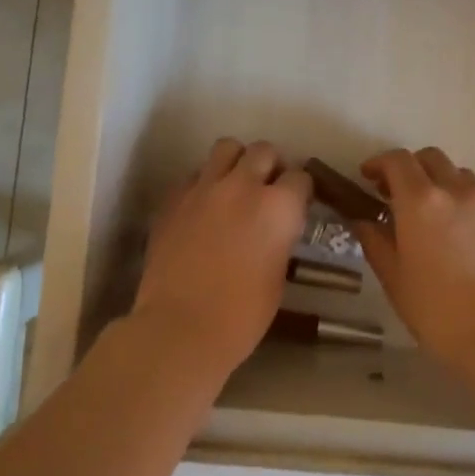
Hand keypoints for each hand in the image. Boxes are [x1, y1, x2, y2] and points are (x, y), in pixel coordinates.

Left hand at [132, 138, 311, 379]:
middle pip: (263, 151)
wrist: (181, 327)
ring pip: (226, 148)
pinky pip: (194, 175)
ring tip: (234, 186)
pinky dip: (204, 184)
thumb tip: (275, 228)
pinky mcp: (174, 198)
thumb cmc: (242, 314)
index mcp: (279, 206)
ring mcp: (204, 187)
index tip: (297, 204)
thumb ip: (280, 237)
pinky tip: (203, 208)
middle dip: (270, 166)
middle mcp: (243, 185)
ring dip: (236, 162)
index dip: (300, 190)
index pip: (300, 176)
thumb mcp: (279, 274)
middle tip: (267, 189)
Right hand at [355, 147, 474, 368]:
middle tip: (393, 194)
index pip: (398, 160)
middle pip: (430, 158)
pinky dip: (459, 202)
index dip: (379, 163)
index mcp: (421, 201)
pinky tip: (453, 235)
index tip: (367, 178)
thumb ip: (376, 242)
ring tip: (426, 211)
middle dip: (409, 167)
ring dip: (437, 181)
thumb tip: (364, 221)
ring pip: (457, 174)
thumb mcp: (394, 279)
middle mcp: (455, 192)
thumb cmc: (437, 310)